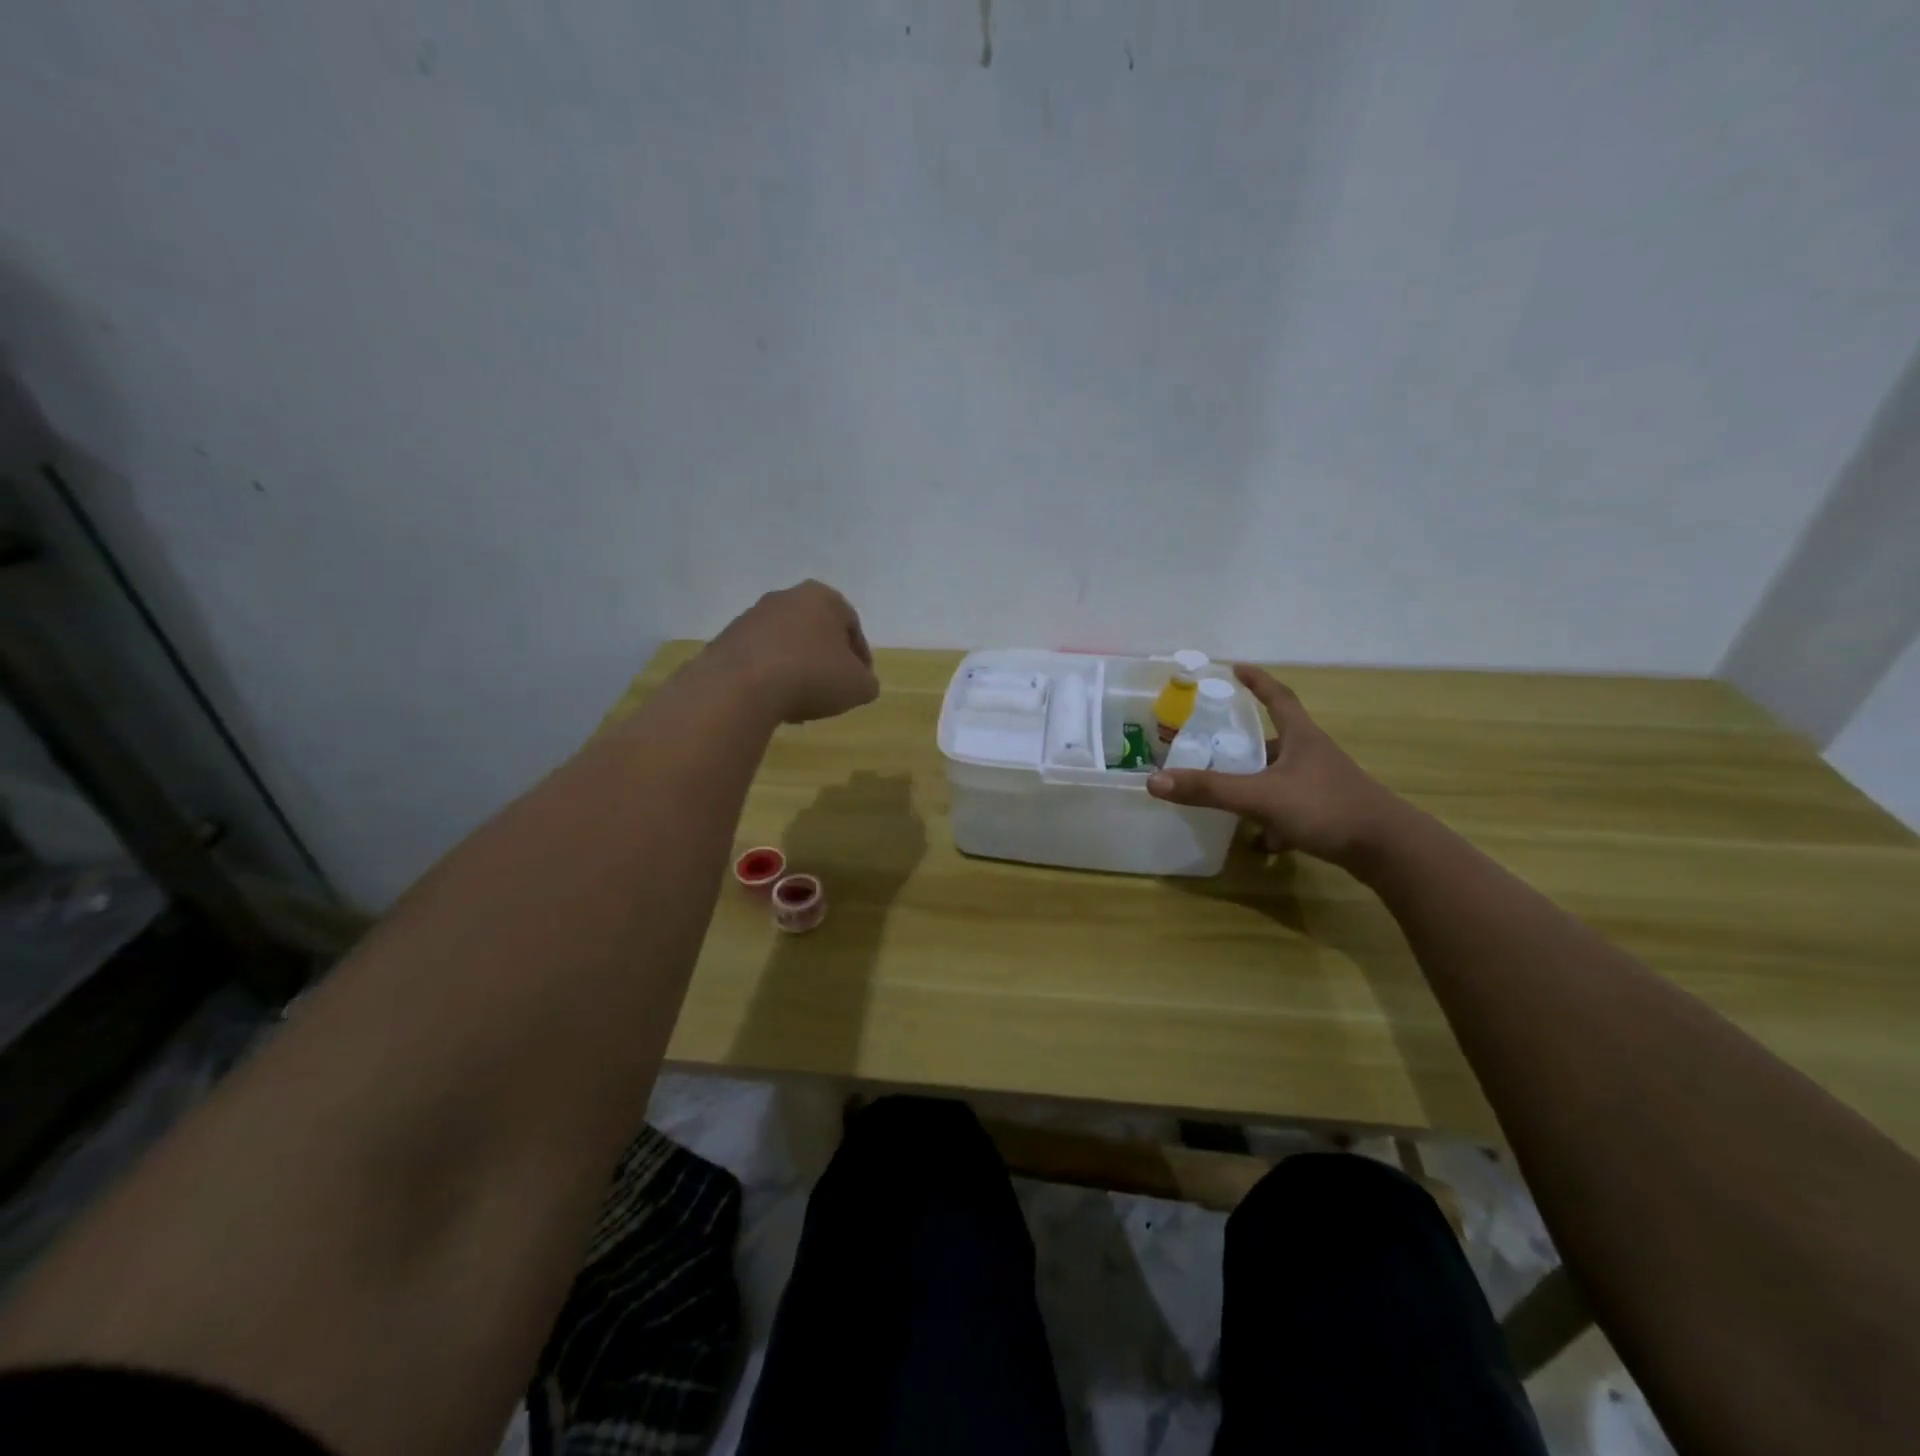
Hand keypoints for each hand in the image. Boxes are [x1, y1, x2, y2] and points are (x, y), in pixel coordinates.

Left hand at [700, 580, 880, 724]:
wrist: (740, 686)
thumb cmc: (812, 676)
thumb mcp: (858, 687)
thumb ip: (867, 683)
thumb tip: (861, 683)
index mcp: (823, 597)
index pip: (852, 625)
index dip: (860, 657)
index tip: (860, 681)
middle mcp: (786, 597)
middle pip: (816, 631)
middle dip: (826, 659)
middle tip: (832, 689)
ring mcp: (752, 616)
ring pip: (786, 643)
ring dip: (797, 667)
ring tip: (801, 700)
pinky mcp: (727, 639)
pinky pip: (759, 658)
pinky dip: (771, 675)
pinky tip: (774, 700)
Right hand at [1146, 665, 1409, 868]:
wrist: (1388, 849)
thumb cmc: (1326, 808)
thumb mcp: (1260, 797)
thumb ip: (1209, 790)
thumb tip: (1154, 781)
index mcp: (1301, 737)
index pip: (1278, 697)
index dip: (1257, 681)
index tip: (1235, 668)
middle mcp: (1313, 755)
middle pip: (1275, 740)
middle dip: (1245, 744)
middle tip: (1213, 745)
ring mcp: (1323, 784)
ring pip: (1281, 777)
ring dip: (1256, 784)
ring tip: (1227, 796)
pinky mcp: (1329, 812)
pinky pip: (1292, 807)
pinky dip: (1273, 820)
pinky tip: (1262, 842)